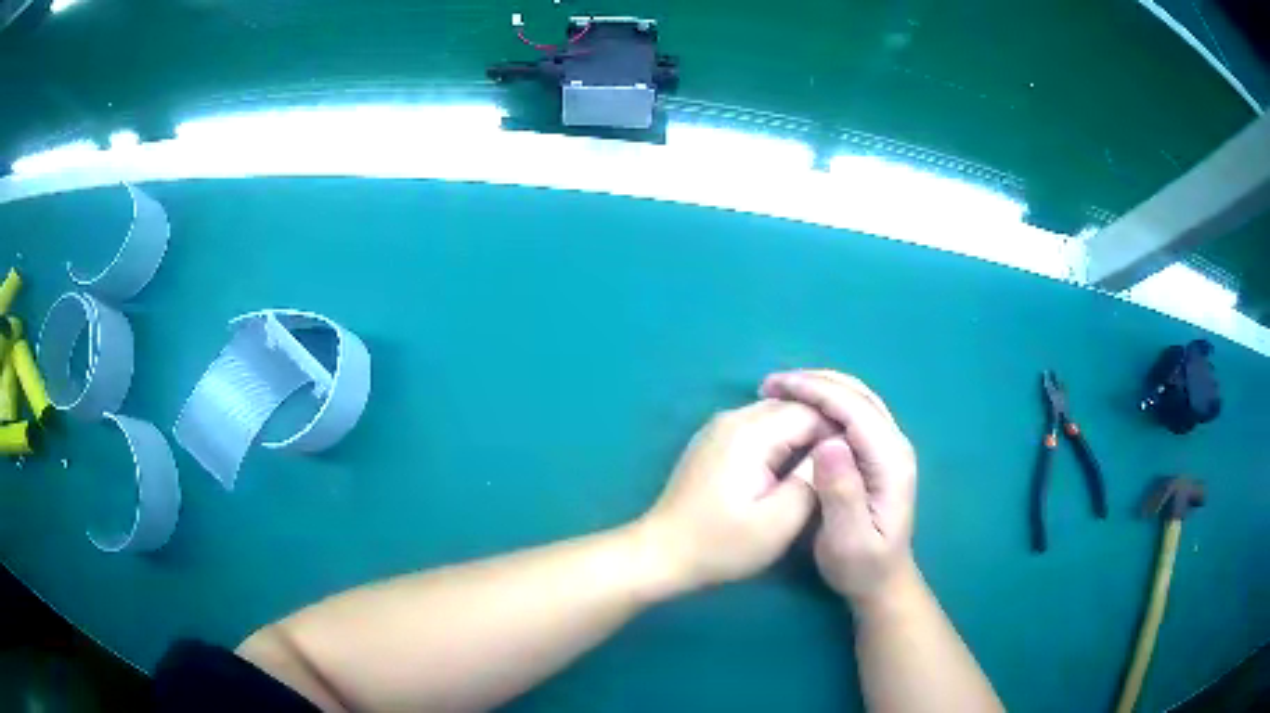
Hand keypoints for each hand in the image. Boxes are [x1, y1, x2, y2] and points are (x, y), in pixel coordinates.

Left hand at [637, 400, 830, 593]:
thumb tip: (833, 451)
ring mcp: (718, 427)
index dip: (839, 432)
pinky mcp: (712, 442)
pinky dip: (779, 440)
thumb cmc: (722, 544)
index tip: (856, 458)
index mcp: (752, 432)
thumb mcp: (779, 522)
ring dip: (800, 434)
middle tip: (844, 460)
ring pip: (774, 416)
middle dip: (821, 429)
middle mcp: (733, 417)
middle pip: (792, 407)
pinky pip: (756, 428)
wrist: (662, 553)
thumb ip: (811, 480)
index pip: (811, 411)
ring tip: (821, 464)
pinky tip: (789, 466)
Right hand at [760, 370, 917, 603]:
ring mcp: (889, 447)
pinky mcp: (879, 452)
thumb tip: (828, 443)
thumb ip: (843, 493)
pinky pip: (854, 412)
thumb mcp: (848, 540)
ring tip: (781, 390)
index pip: (855, 409)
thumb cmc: (861, 566)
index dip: (815, 391)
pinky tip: (802, 407)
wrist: (883, 581)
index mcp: (891, 462)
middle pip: (858, 395)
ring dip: (820, 387)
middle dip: (815, 381)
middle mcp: (895, 445)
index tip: (775, 387)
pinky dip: (827, 400)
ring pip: (857, 398)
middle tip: (771, 384)